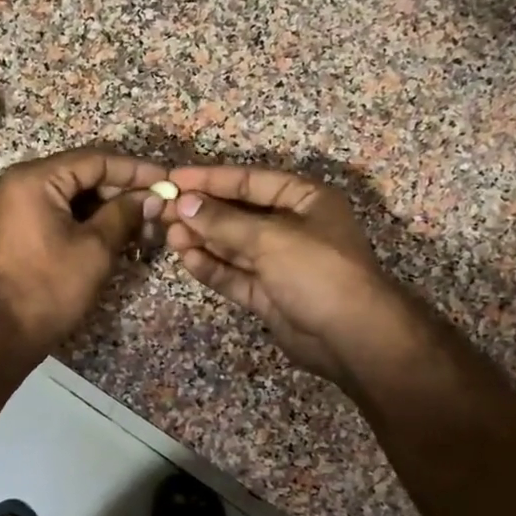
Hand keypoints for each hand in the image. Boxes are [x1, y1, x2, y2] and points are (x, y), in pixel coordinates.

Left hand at [0, 147, 166, 361]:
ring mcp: (3, 205)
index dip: (134, 170)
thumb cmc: (48, 289)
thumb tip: (150, 197)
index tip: (165, 180)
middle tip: (153, 204)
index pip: (93, 160)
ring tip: (137, 219)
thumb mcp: (95, 250)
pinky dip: (77, 217)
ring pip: (63, 193)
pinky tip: (107, 229)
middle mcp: (11, 182)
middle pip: (76, 173)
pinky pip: (47, 210)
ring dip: (100, 205)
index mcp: (31, 179)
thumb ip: (124, 214)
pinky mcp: (3, 228)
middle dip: (117, 189)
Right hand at [161, 165, 412, 385]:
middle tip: (163, 212)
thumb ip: (224, 221)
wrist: (351, 336)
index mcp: (305, 200)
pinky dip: (213, 267)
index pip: (251, 181)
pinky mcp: (268, 294)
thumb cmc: (317, 271)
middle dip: (202, 213)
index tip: (174, 180)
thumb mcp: (270, 238)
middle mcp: (292, 227)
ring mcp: (279, 263)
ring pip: (233, 246)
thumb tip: (184, 204)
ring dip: (203, 240)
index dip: (212, 179)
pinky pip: (235, 275)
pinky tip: (188, 259)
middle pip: (239, 214)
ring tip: (169, 236)